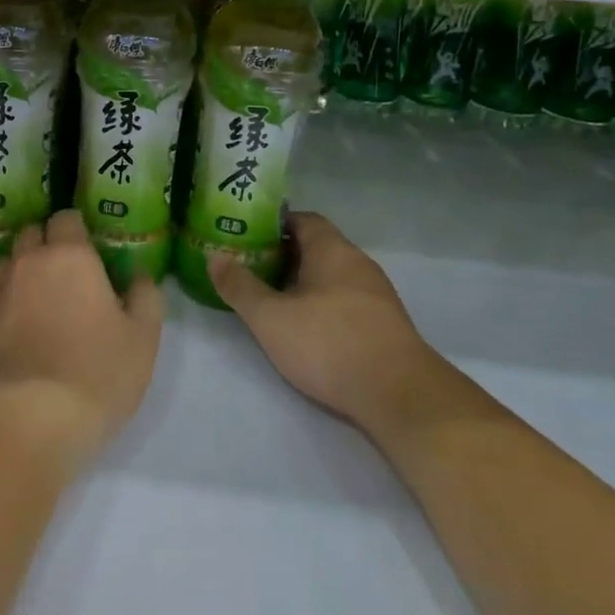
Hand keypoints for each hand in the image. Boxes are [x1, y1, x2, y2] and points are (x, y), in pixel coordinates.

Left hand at [0, 210, 164, 468]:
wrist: (24, 422)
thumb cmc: (94, 374)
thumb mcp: (142, 339)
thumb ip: (145, 298)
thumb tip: (138, 277)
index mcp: (68, 256)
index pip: (66, 219)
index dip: (78, 231)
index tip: (92, 253)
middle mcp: (25, 264)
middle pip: (32, 235)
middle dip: (47, 246)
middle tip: (69, 278)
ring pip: (8, 267)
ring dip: (23, 275)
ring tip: (41, 307)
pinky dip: (5, 308)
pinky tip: (19, 338)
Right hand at [209, 212, 434, 433]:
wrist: (399, 395)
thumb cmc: (328, 343)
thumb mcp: (270, 317)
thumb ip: (240, 286)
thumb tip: (215, 257)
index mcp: (332, 250)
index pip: (303, 219)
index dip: (273, 225)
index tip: (246, 237)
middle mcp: (358, 263)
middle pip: (317, 247)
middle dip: (284, 256)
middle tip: (251, 269)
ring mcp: (377, 294)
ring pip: (333, 275)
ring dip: (304, 282)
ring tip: (273, 300)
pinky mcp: (386, 324)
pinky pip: (347, 300)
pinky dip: (324, 304)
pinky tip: (307, 328)